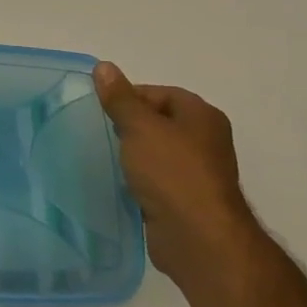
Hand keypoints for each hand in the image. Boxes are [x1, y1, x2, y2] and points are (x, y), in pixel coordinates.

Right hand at [93, 62, 258, 290]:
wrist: (199, 240)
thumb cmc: (172, 172)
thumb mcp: (140, 126)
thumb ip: (120, 98)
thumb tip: (103, 67)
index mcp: (201, 116)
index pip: (160, 94)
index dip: (130, 97)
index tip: (103, 110)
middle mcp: (204, 141)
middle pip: (159, 122)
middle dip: (129, 126)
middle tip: (101, 132)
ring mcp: (197, 174)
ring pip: (156, 154)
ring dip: (133, 156)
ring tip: (106, 158)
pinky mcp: (186, 203)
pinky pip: (157, 182)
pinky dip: (139, 181)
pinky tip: (120, 185)